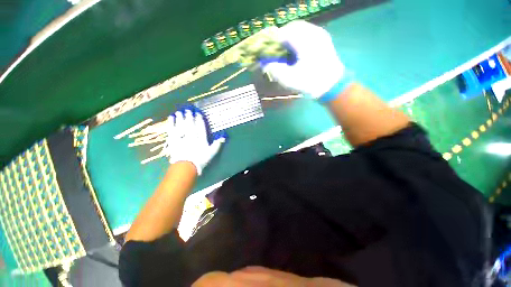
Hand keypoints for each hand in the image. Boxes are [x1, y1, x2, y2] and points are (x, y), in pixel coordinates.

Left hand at [164, 108, 225, 174]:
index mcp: (201, 139)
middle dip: (189, 117)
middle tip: (188, 109)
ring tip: (179, 112)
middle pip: (190, 125)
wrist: (186, 167)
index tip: (198, 113)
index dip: (199, 120)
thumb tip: (223, 136)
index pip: (200, 127)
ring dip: (180, 118)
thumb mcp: (212, 152)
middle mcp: (191, 136)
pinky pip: (172, 131)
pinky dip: (171, 124)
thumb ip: (218, 144)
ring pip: (181, 126)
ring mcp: (182, 138)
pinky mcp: (174, 141)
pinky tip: (171, 119)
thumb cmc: (201, 159)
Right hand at [263, 20, 351, 101]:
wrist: (332, 86)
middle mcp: (313, 33)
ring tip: (285, 50)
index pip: (283, 33)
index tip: (267, 51)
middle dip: (281, 37)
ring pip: (300, 29)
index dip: (272, 41)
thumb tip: (265, 64)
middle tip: (275, 50)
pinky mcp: (323, 39)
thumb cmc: (310, 83)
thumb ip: (275, 70)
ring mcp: (320, 34)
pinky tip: (296, 50)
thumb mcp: (290, 80)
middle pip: (292, 27)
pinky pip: (307, 32)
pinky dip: (298, 38)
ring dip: (290, 37)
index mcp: (304, 41)